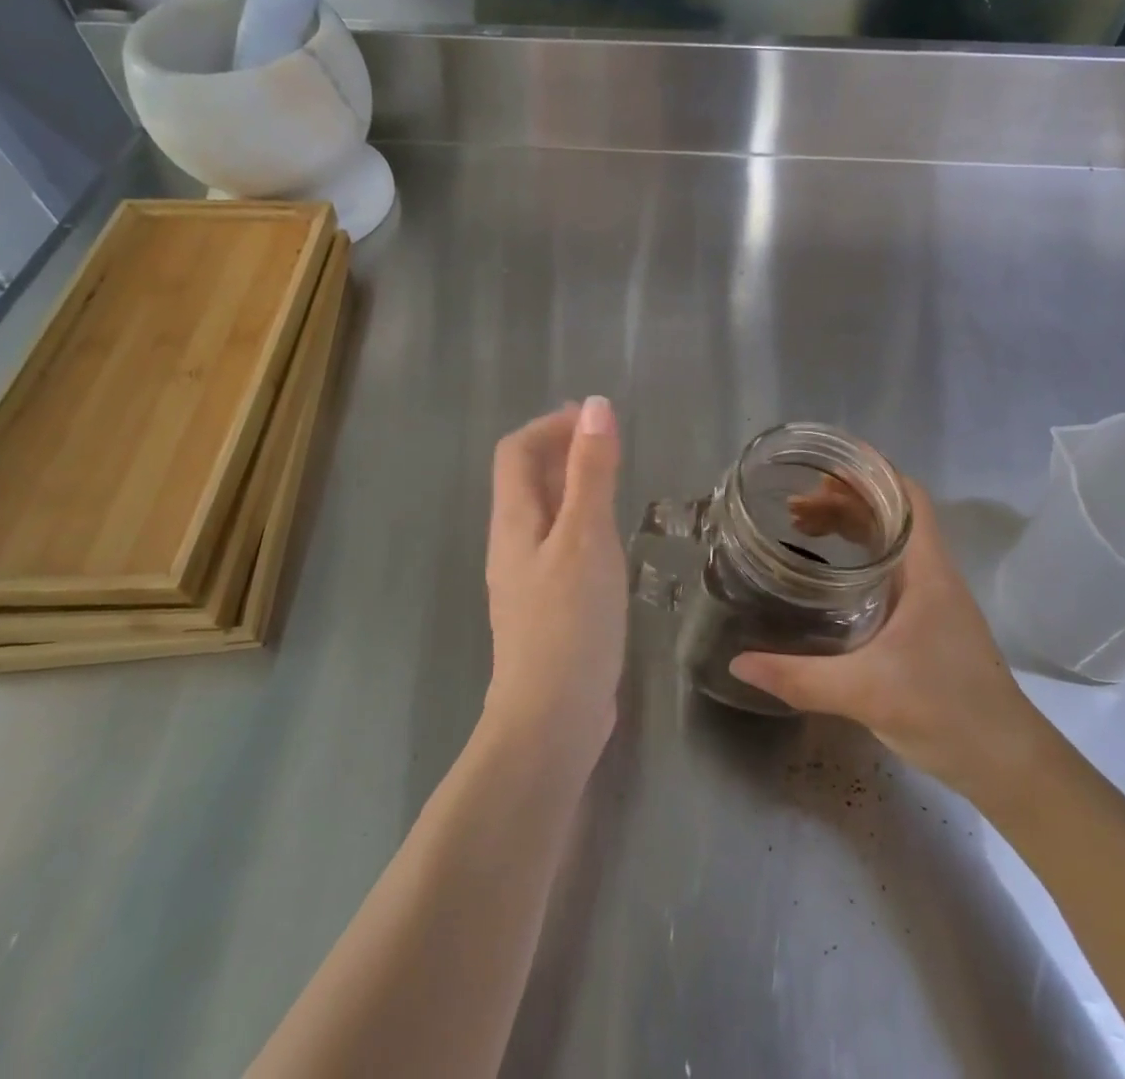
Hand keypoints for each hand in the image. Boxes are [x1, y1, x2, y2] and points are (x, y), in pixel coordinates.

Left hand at [482, 397, 626, 768]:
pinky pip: (559, 547)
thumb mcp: (586, 536)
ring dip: (571, 486)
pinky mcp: (546, 608)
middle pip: (526, 480)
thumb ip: (591, 471)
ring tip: (612, 481)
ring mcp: (526, 580)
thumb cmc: (569, 620)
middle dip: (559, 450)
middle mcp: (512, 544)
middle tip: (606, 442)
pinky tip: (609, 541)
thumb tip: (594, 406)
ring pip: (544, 515)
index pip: (515, 452)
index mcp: (514, 521)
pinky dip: (580, 524)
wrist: (551, 718)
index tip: (592, 417)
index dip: (549, 426)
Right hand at [730, 478, 1050, 797]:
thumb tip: (739, 663)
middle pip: (890, 514)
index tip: (822, 467)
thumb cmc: (946, 712)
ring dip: (849, 528)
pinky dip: (858, 559)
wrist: (1007, 764)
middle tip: (793, 507)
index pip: (906, 496)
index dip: (869, 472)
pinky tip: (830, 577)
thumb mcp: (865, 692)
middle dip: (843, 500)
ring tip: (802, 530)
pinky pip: (889, 571)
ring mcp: (933, 599)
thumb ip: (799, 677)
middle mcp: (932, 574)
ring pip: (889, 542)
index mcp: (926, 570)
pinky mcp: (928, 623)